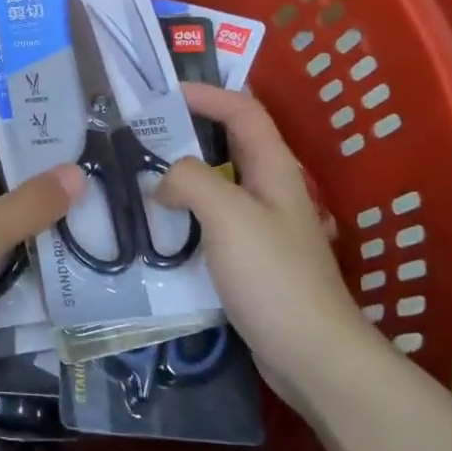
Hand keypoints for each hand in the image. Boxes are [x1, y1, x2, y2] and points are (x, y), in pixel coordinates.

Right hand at [157, 83, 383, 401]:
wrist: (312, 355)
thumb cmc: (273, 276)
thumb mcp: (228, 215)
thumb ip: (190, 181)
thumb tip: (162, 183)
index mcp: (273, 169)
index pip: (242, 110)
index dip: (206, 94)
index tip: (161, 94)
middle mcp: (269, 190)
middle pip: (228, 143)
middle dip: (188, 130)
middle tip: (141, 133)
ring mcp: (261, 226)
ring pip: (216, 184)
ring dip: (181, 175)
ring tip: (139, 176)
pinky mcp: (250, 259)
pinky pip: (211, 221)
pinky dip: (184, 213)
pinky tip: (157, 228)